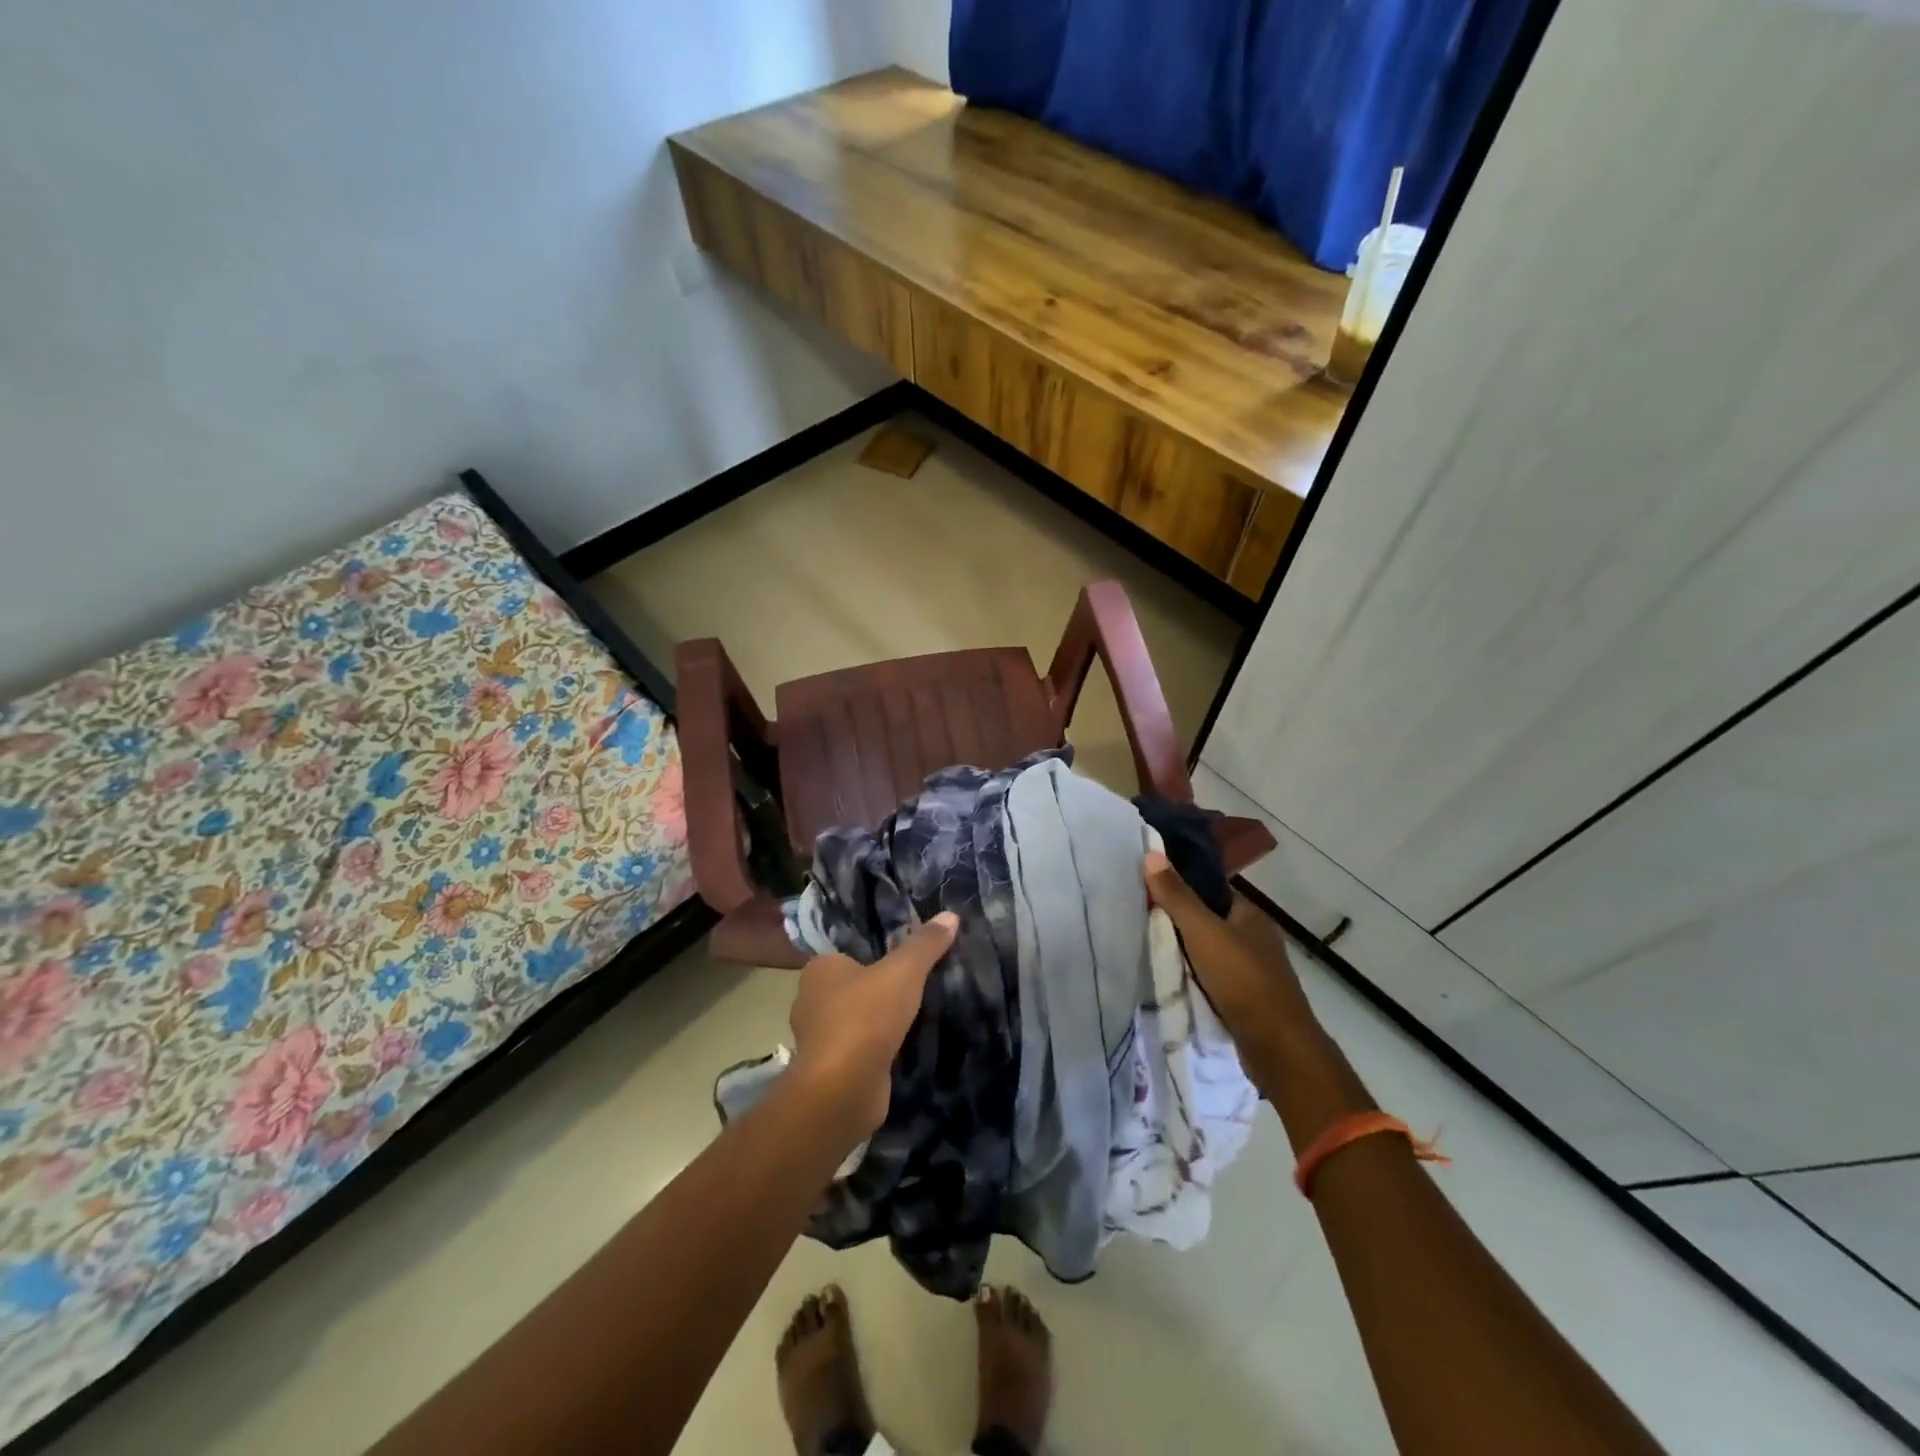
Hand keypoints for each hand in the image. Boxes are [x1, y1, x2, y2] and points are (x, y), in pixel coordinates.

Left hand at [789, 912, 958, 1136]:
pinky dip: (876, 1049)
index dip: (875, 955)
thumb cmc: (865, 1017)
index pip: (849, 953)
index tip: (904, 960)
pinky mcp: (829, 1070)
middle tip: (916, 986)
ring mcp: (818, 1038)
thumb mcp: (904, 971)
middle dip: (878, 989)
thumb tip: (950, 915)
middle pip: (852, 987)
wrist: (843, 1089)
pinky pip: (858, 1050)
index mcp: (819, 969)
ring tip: (914, 1017)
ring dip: (877, 1022)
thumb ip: (925, 944)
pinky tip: (902, 1048)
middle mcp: (811, 1000)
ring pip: (854, 1020)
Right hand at [1143, 852, 1315, 1058]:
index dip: (1181, 888)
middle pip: (1208, 921)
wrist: (1276, 1047)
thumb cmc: (1242, 979)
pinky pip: (1213, 979)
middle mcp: (1255, 938)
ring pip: (1209, 953)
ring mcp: (1253, 971)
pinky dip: (1194, 979)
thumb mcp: (1203, 932)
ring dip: (1185, 954)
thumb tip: (1152, 853)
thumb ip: (1177, 896)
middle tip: (1141, 921)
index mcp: (1250, 915)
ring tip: (1148, 950)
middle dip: (1179, 923)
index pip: (1211, 891)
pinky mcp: (1247, 1000)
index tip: (1148, 891)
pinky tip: (1171, 981)